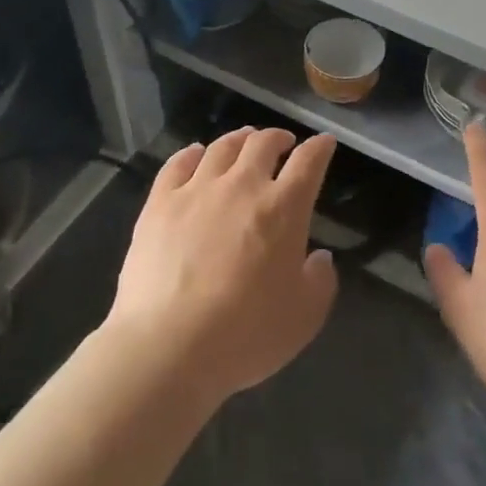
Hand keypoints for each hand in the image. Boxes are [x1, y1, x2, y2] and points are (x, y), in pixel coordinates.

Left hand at [107, 128, 338, 403]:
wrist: (168, 347)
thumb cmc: (246, 334)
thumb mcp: (305, 317)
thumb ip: (320, 280)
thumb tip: (319, 257)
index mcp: (284, 208)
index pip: (309, 161)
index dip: (320, 147)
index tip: (324, 143)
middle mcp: (243, 186)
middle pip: (263, 143)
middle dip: (278, 138)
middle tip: (283, 143)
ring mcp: (198, 190)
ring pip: (223, 147)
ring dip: (240, 140)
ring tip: (244, 142)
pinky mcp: (160, 204)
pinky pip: (178, 163)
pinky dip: (192, 153)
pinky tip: (196, 154)